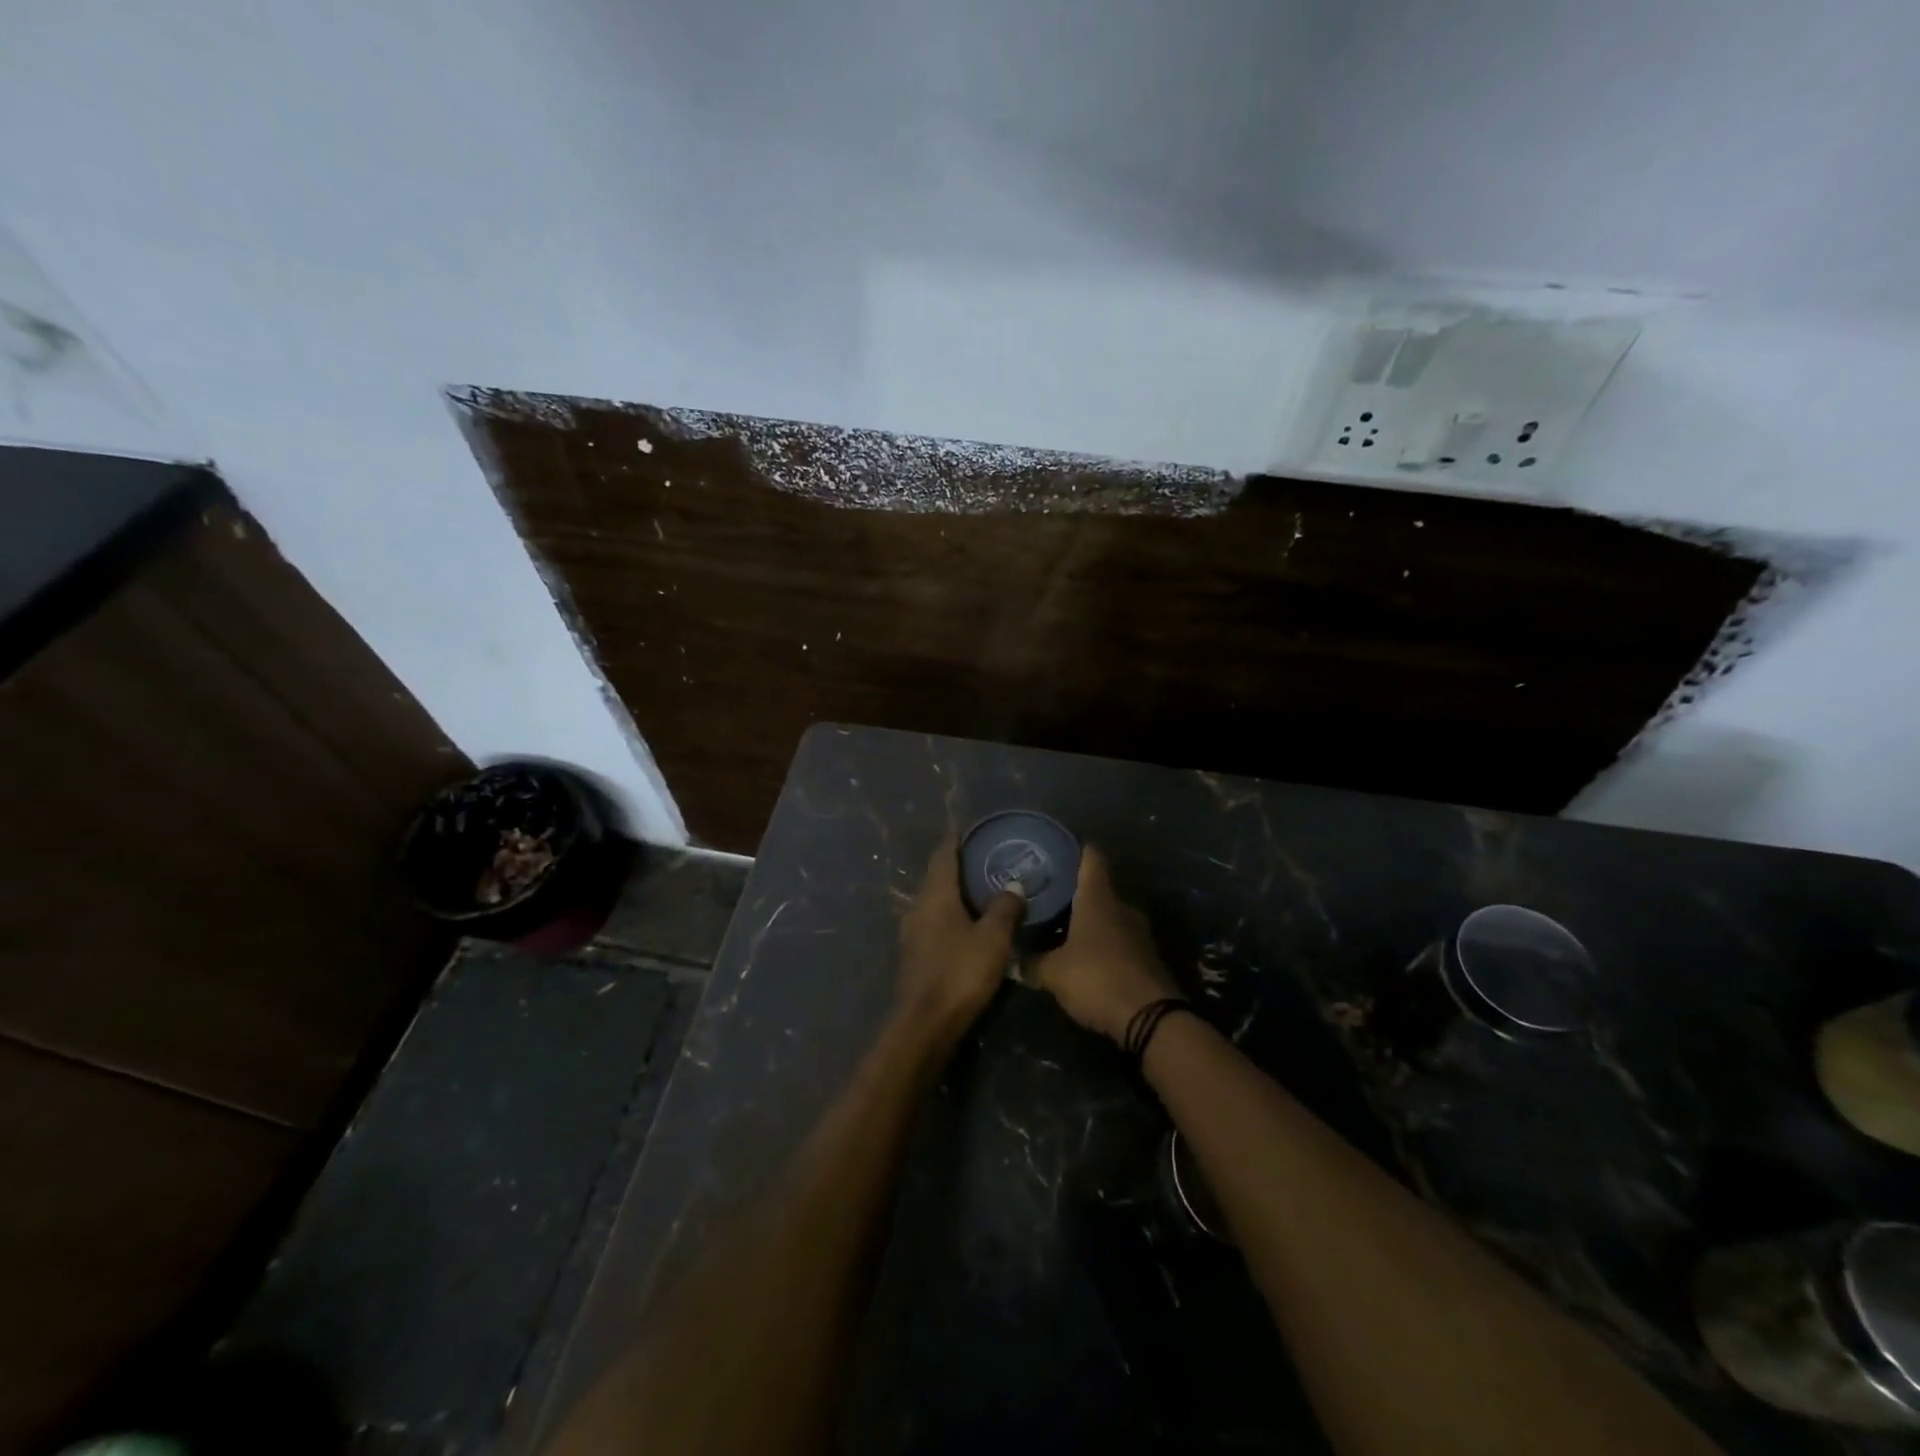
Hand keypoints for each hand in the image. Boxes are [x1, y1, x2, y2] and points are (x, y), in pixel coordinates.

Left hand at [896, 837, 1024, 1038]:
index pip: (943, 855)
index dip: (957, 840)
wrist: (925, 1024)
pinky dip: (951, 911)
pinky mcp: (915, 952)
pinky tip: (969, 920)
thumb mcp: (992, 939)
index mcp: (935, 895)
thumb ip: (1005, 908)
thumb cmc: (960, 973)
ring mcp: (913, 931)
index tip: (973, 829)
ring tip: (983, 887)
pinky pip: (934, 919)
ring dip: (955, 890)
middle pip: (937, 875)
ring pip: (934, 899)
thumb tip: (1014, 885)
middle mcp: (918, 906)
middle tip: (987, 856)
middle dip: (958, 864)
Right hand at [1034, 846, 1179, 1045]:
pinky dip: (1102, 942)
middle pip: (1098, 888)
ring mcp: (1139, 932)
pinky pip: (1119, 939)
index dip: (1077, 850)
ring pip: (1109, 915)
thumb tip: (1011, 958)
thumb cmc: (1097, 979)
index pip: (1092, 858)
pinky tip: (1084, 955)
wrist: (1151, 1018)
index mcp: (1098, 899)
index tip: (1058, 849)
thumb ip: (1031, 963)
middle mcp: (1121, 907)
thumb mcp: (1054, 974)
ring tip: (1061, 926)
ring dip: (1089, 920)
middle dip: (1075, 891)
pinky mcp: (1147, 956)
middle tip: (1048, 895)